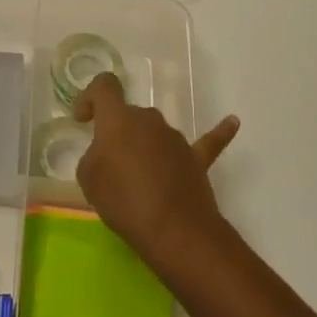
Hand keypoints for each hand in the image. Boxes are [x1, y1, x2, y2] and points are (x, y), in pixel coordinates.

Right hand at [71, 72, 239, 273]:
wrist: (173, 230)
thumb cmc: (123, 201)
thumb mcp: (89, 178)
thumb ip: (95, 156)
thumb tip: (108, 155)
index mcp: (119, 118)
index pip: (104, 86)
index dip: (90, 97)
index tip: (83, 120)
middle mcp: (149, 118)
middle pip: (129, 115)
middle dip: (117, 134)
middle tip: (109, 166)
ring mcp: (176, 138)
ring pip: (154, 133)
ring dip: (144, 147)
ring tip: (137, 180)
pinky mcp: (197, 159)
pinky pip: (207, 142)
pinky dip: (219, 131)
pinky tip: (233, 122)